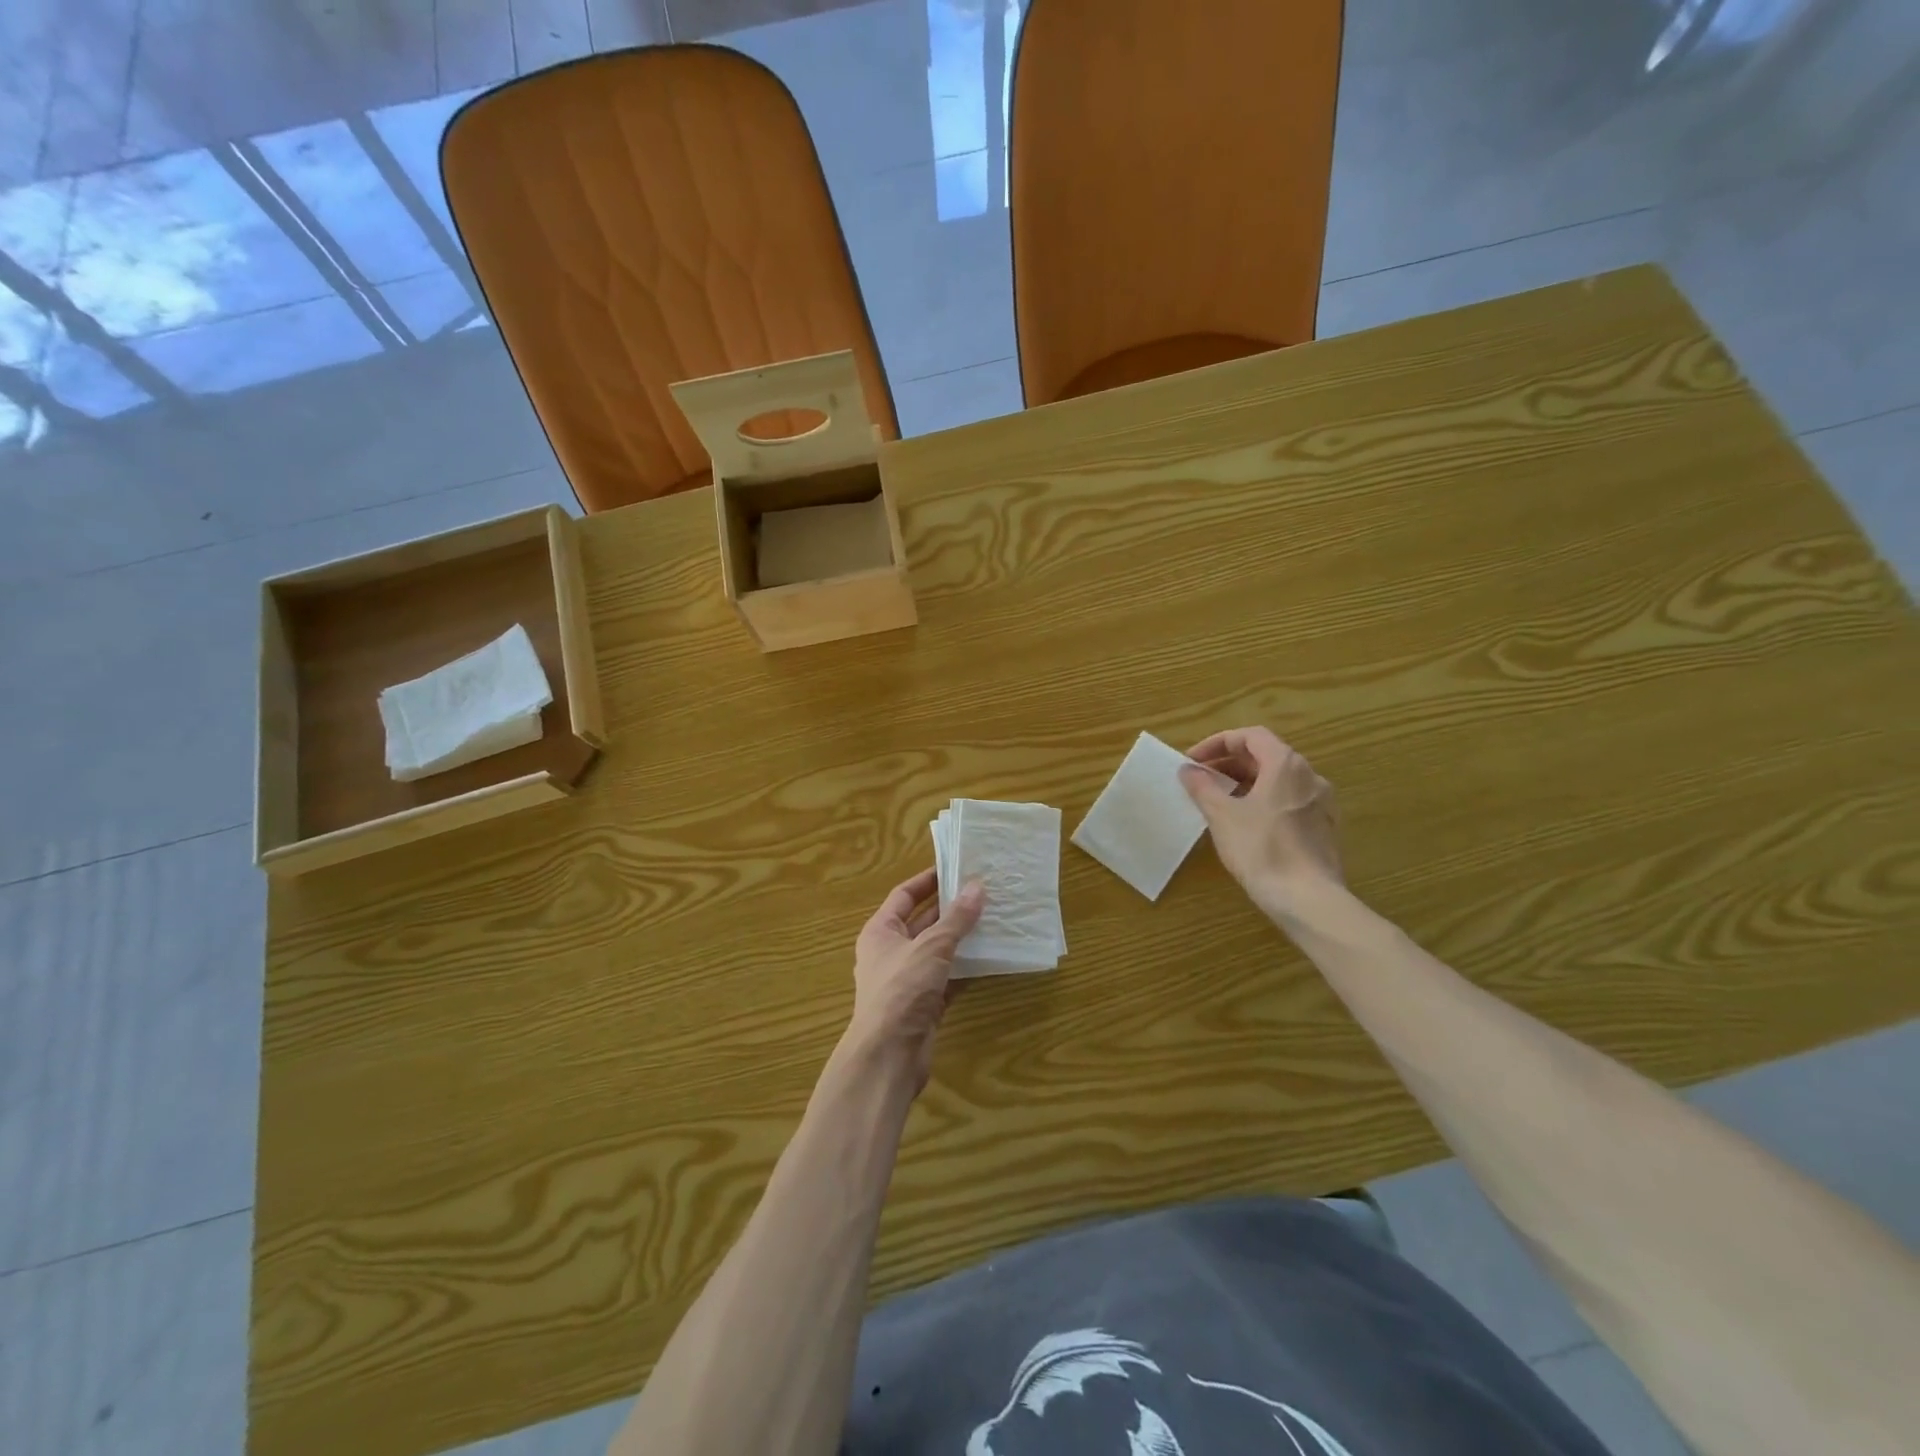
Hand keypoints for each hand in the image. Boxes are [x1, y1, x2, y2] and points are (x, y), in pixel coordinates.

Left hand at [847, 868, 984, 1090]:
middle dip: (950, 909)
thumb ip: (956, 919)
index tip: (955, 868)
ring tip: (993, 919)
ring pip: (938, 951)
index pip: (904, 896)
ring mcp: (908, 980)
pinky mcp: (924, 1005)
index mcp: (880, 932)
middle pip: (923, 922)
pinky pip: (948, 978)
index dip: (927, 881)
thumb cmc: (901, 991)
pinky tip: (991, 958)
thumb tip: (977, 887)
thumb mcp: (930, 948)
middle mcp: (891, 952)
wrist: (888, 1057)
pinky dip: (966, 968)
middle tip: (983, 892)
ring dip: (962, 938)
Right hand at [1179, 727, 1343, 917]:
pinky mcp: (1324, 829)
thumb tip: (1188, 770)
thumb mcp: (1222, 815)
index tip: (1193, 762)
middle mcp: (1310, 776)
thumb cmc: (1261, 849)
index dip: (1217, 743)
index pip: (1250, 736)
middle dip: (1229, 764)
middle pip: (1265, 756)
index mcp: (1286, 765)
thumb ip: (1202, 786)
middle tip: (1201, 781)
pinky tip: (1246, 825)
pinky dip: (1264, 802)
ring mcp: (1321, 803)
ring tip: (1219, 802)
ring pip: (1278, 781)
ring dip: (1245, 784)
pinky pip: (1289, 802)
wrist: (1307, 899)